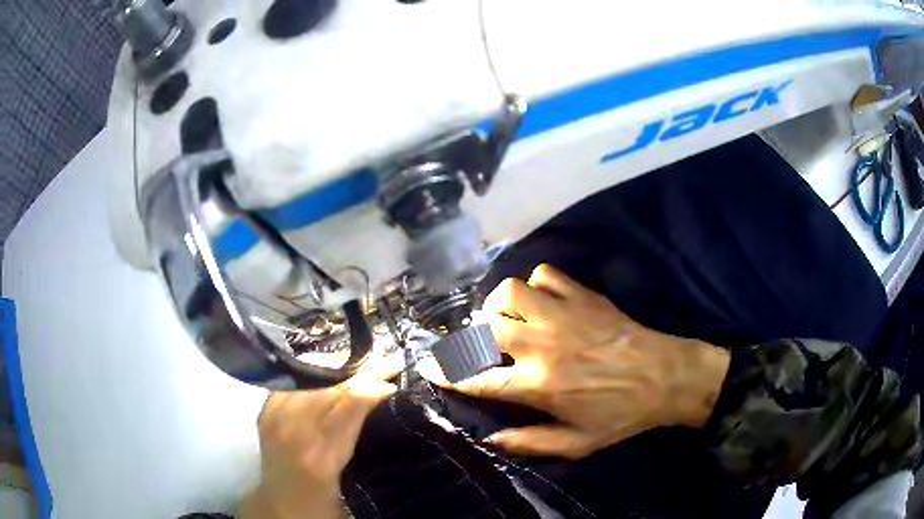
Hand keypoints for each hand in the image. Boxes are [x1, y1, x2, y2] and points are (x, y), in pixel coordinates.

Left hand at [240, 355, 400, 518]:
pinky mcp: (264, 411)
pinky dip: (314, 375)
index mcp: (321, 458)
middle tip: (386, 361)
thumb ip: (359, 435)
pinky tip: (330, 369)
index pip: (349, 405)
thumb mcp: (350, 476)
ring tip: (362, 362)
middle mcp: (293, 432)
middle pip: (330, 386)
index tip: (394, 375)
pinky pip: (293, 382)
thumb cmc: (323, 500)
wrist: (282, 505)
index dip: (373, 385)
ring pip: (311, 379)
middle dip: (361, 371)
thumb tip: (382, 394)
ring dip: (339, 368)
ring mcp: (274, 418)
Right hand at [442, 265, 729, 458]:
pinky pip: (546, 274)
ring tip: (507, 320)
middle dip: (472, 337)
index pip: (479, 379)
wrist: (666, 377)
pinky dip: (536, 285)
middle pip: (486, 328)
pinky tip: (542, 301)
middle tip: (480, 346)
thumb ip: (530, 443)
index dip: (448, 374)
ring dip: (499, 306)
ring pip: (510, 293)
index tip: (430, 367)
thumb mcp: (577, 444)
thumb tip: (490, 438)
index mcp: (539, 385)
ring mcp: (563, 316)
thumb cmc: (621, 415)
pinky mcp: (583, 296)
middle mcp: (543, 347)